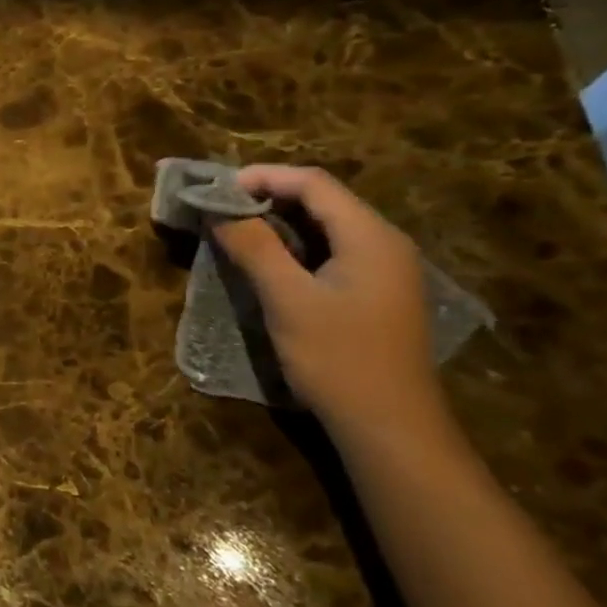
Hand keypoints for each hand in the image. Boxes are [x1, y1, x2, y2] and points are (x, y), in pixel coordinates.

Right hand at [209, 165, 446, 437]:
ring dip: (278, 223)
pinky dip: (294, 247)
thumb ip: (255, 248)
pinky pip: (330, 252)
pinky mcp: (374, 294)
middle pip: (321, 200)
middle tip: (219, 209)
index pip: (313, 183)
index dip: (262, 178)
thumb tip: (219, 209)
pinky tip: (266, 263)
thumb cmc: (339, 359)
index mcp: (370, 237)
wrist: (390, 428)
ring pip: (325, 227)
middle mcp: (383, 244)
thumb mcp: (288, 299)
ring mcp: (383, 271)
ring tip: (233, 231)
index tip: (216, 189)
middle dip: (267, 197)